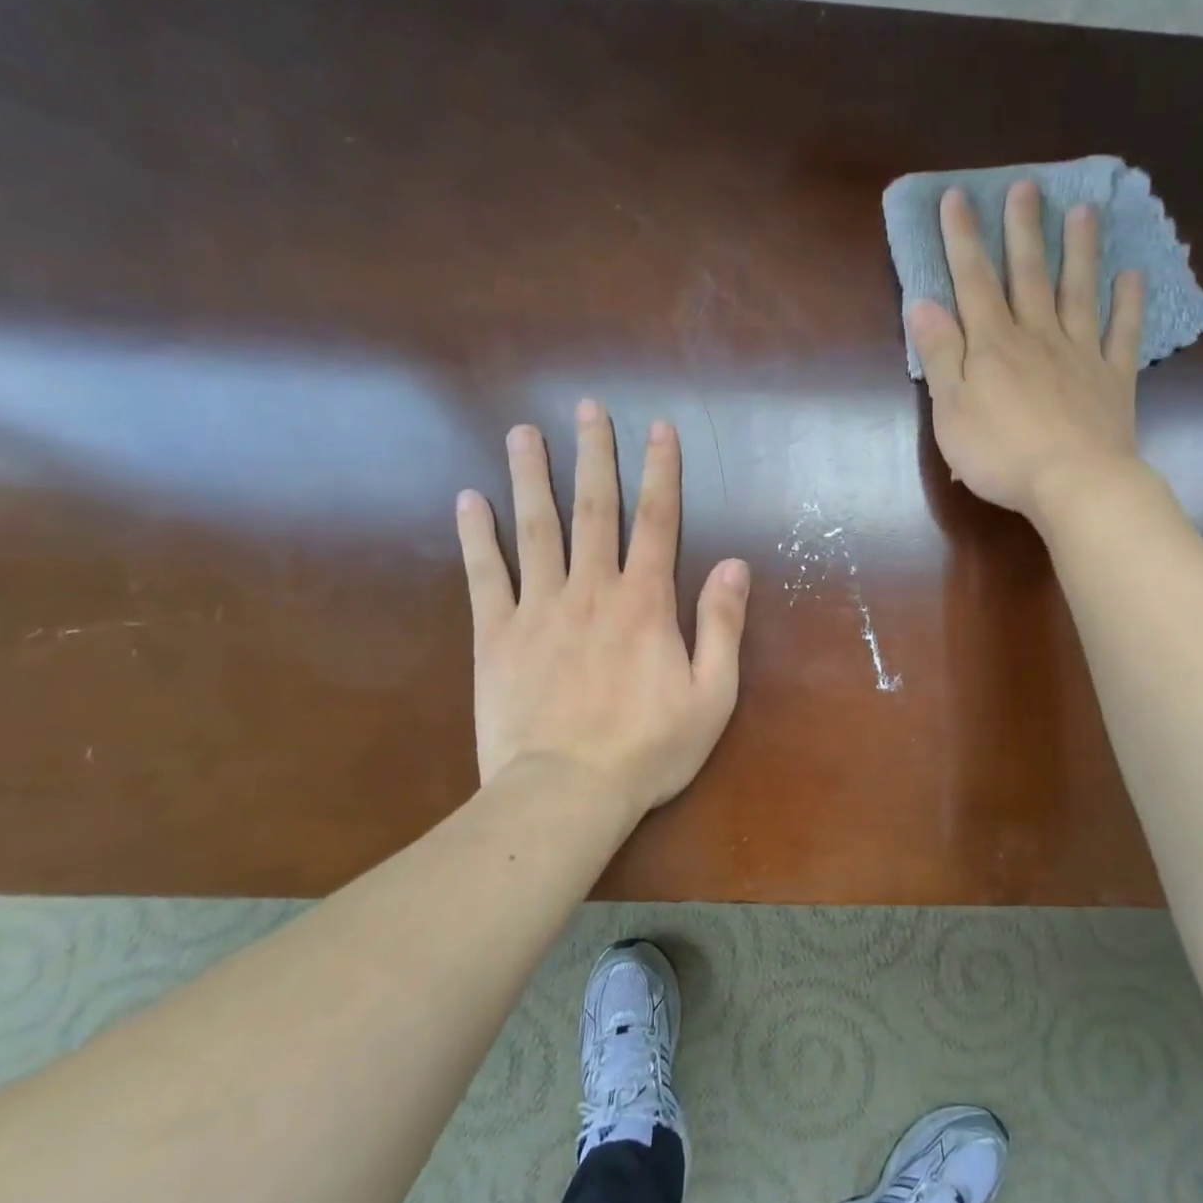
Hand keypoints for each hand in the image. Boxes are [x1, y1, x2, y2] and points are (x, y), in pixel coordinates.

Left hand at [454, 400, 749, 818]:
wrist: (564, 794)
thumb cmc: (648, 749)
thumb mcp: (711, 695)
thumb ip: (722, 625)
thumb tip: (734, 564)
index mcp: (645, 602)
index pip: (657, 521)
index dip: (660, 471)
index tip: (657, 428)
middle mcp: (591, 590)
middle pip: (594, 509)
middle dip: (593, 455)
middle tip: (586, 408)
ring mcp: (538, 608)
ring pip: (535, 529)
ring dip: (531, 477)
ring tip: (523, 433)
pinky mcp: (496, 635)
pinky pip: (484, 575)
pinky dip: (476, 536)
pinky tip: (468, 501)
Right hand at [907, 181, 1146, 522]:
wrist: (1073, 483)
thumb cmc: (1000, 454)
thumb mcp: (951, 410)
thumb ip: (938, 355)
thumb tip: (922, 303)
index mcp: (993, 345)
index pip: (974, 281)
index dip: (963, 238)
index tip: (957, 197)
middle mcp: (1037, 336)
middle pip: (1029, 274)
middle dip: (1023, 230)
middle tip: (1026, 187)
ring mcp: (1080, 353)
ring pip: (1078, 292)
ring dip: (1079, 250)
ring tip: (1083, 211)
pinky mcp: (1112, 378)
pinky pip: (1122, 333)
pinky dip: (1128, 303)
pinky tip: (1132, 276)